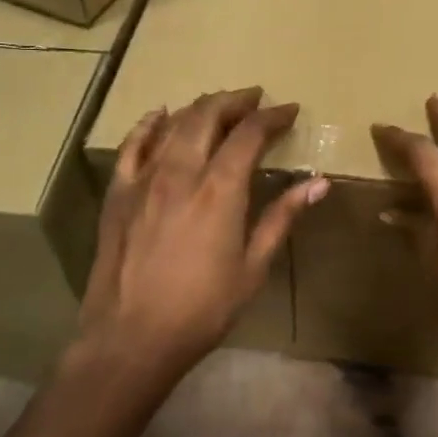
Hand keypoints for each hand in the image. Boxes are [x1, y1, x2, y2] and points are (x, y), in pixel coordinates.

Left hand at [74, 88, 327, 389]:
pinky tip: (160, 115)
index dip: (272, 117)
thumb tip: (319, 184)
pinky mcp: (118, 192)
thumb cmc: (202, 309)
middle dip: (235, 102)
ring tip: (219, 106)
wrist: (131, 336)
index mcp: (219, 190)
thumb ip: (281, 218)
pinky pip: (133, 145)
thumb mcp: (253, 268)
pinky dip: (149, 125)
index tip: (290, 110)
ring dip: (200, 108)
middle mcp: (181, 172)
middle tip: (254, 100)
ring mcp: (144, 179)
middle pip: (208, 116)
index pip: (249, 135)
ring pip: (173, 125)